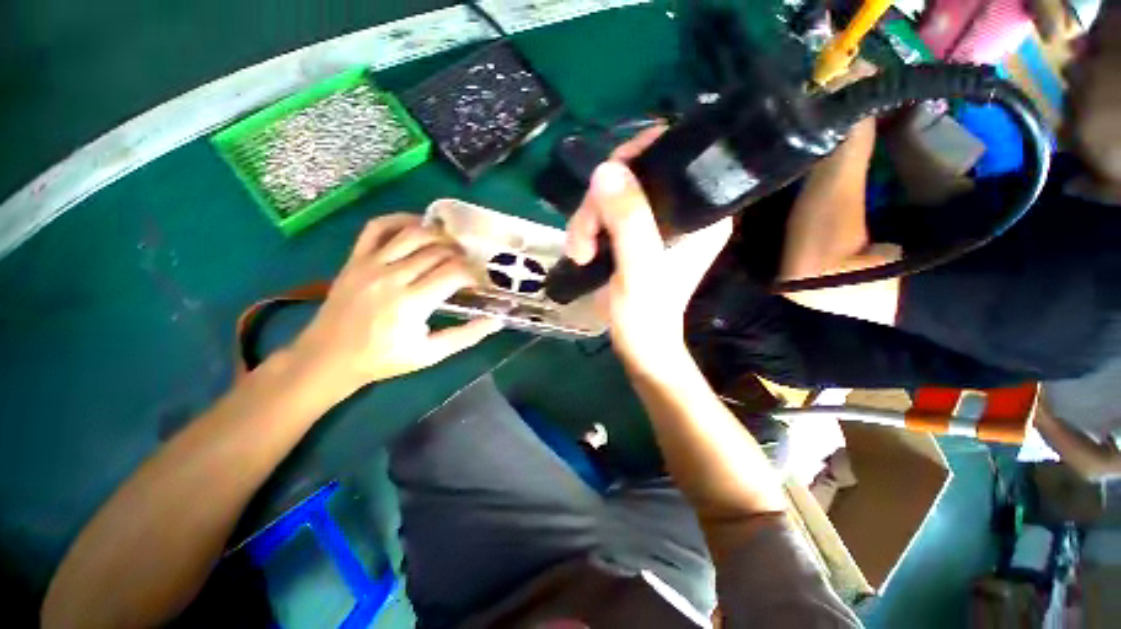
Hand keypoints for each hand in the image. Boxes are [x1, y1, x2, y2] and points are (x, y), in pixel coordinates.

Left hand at [288, 214, 502, 395]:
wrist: (329, 357)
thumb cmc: (384, 359)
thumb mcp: (431, 354)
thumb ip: (466, 336)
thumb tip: (497, 320)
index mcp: (412, 303)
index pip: (454, 273)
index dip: (473, 274)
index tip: (479, 282)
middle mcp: (392, 277)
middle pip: (437, 252)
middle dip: (460, 256)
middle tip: (468, 266)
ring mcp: (371, 264)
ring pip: (412, 234)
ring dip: (438, 236)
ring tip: (450, 246)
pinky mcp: (355, 259)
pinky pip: (377, 227)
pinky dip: (399, 220)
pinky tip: (417, 226)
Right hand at [565, 128, 732, 372]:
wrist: (638, 343)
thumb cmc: (645, 313)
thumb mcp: (638, 269)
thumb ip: (629, 222)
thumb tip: (606, 170)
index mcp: (701, 212)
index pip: (674, 155)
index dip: (637, 156)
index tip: (608, 180)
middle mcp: (681, 210)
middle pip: (634, 175)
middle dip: (600, 203)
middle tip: (584, 237)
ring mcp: (655, 222)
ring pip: (613, 195)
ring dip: (587, 221)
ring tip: (580, 253)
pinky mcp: (634, 235)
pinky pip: (606, 214)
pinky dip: (587, 229)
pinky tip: (581, 252)